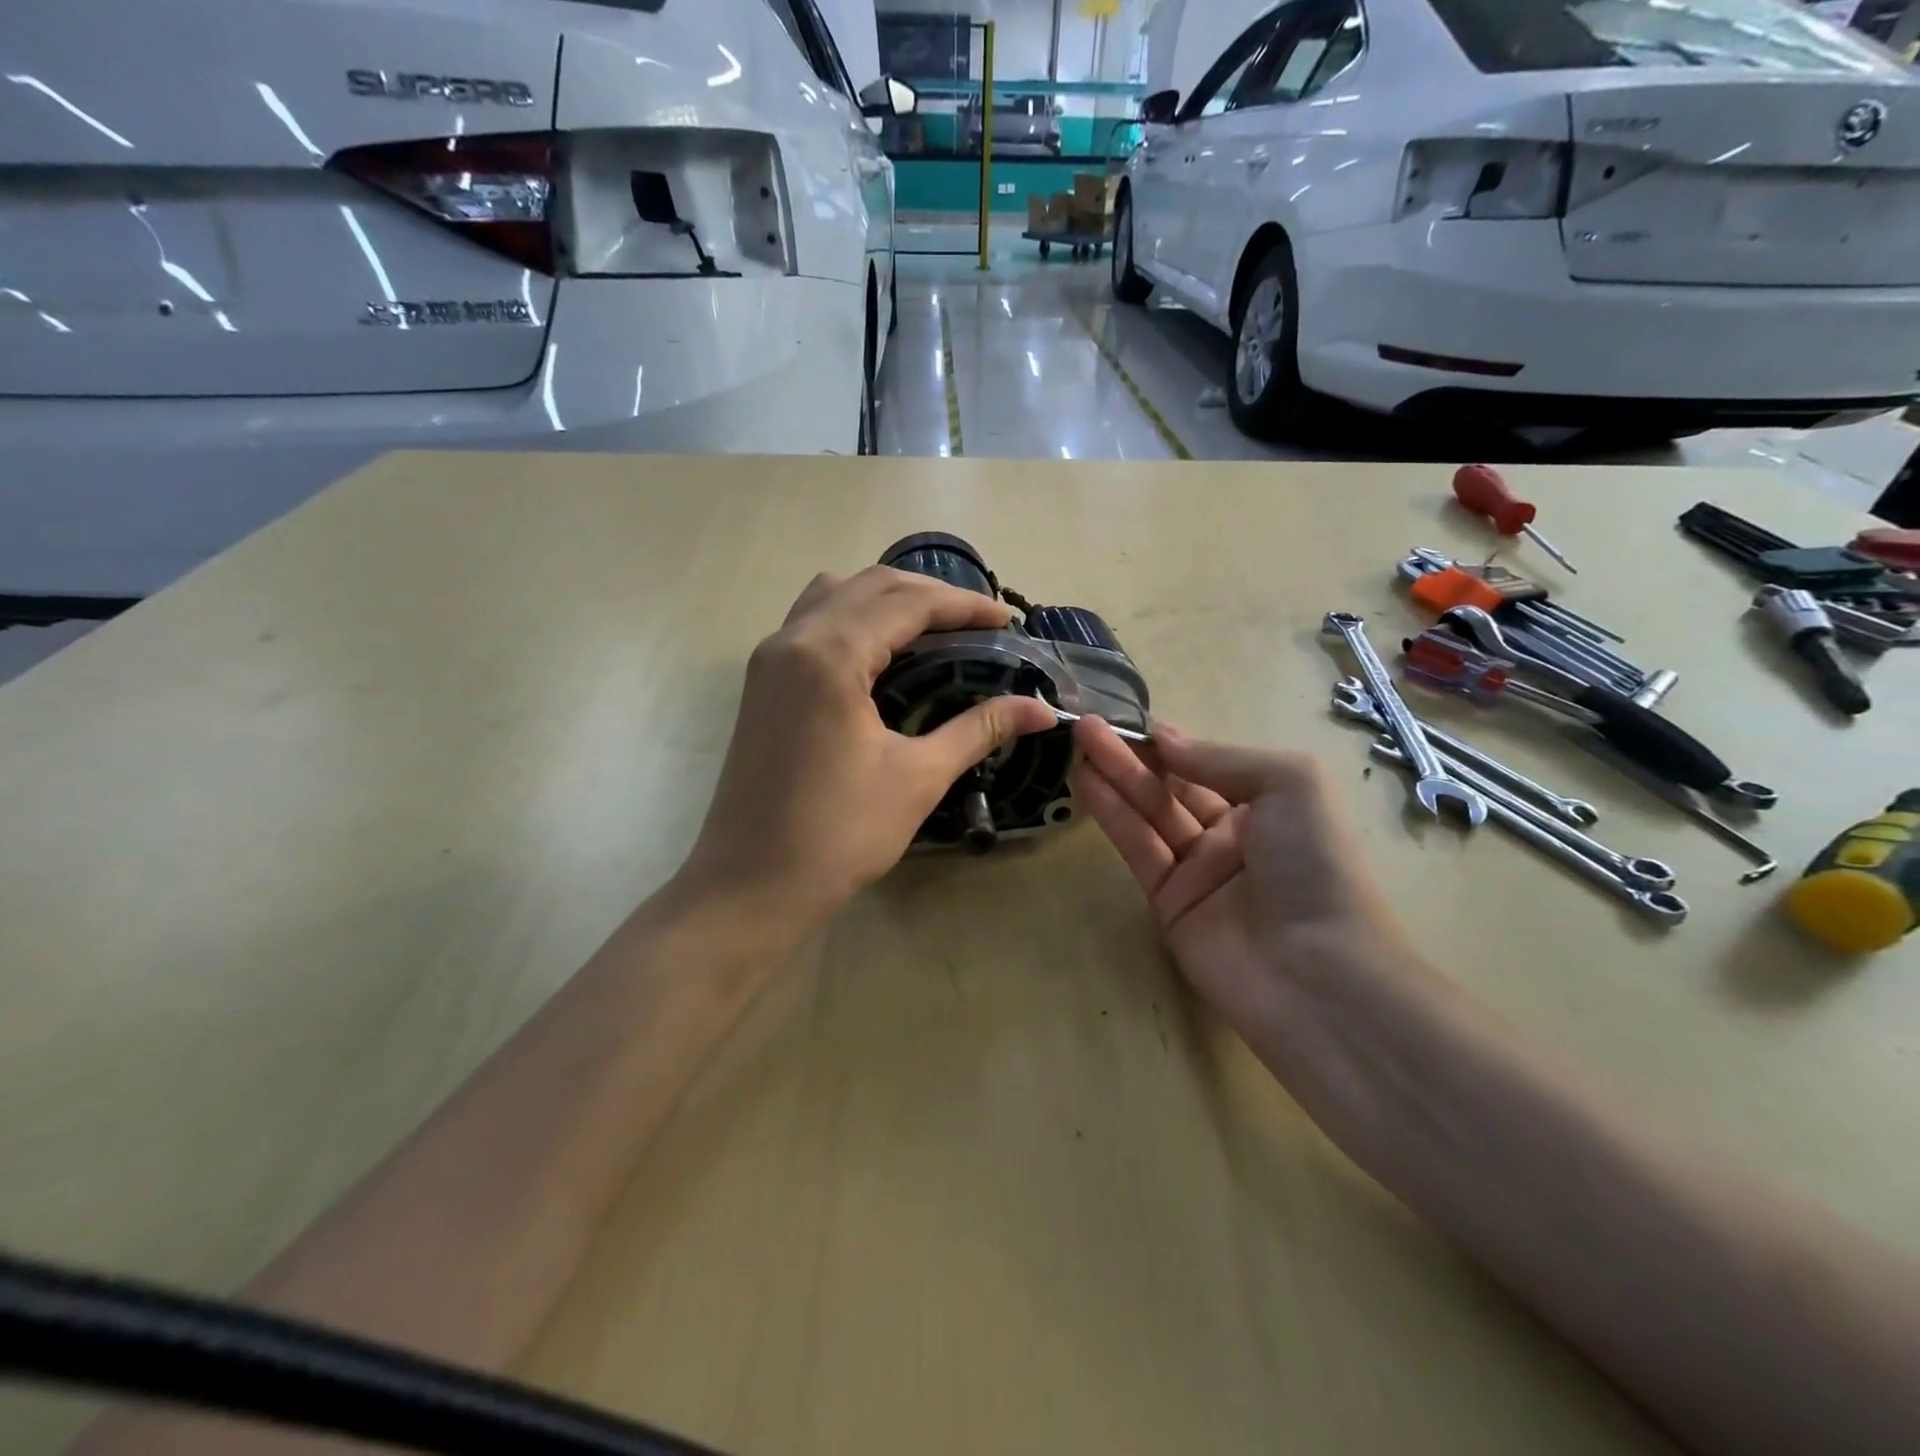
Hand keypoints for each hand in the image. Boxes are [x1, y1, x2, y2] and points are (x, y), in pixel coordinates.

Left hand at [679, 566, 1057, 928]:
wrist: (752, 884)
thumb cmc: (839, 834)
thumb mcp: (918, 777)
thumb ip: (979, 729)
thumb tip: (1041, 709)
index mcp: (831, 654)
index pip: (908, 603)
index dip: (964, 605)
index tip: (1008, 619)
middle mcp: (793, 639)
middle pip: (871, 585)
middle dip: (930, 595)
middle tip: (978, 623)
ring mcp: (769, 659)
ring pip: (834, 594)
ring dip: (886, 599)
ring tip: (931, 629)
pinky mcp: (761, 682)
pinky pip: (811, 622)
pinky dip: (853, 618)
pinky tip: (881, 654)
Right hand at [1069, 718, 1414, 1045]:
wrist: (1317, 974)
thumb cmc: (1315, 864)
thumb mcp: (1290, 784)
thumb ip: (1220, 758)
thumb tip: (1163, 738)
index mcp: (1268, 805)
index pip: (1206, 764)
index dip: (1167, 742)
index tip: (1126, 719)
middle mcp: (1231, 834)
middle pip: (1171, 786)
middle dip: (1131, 754)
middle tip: (1086, 726)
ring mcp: (1197, 870)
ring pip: (1148, 813)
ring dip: (1114, 776)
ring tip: (1078, 742)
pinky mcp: (1167, 902)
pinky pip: (1137, 848)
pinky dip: (1111, 814)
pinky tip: (1086, 782)